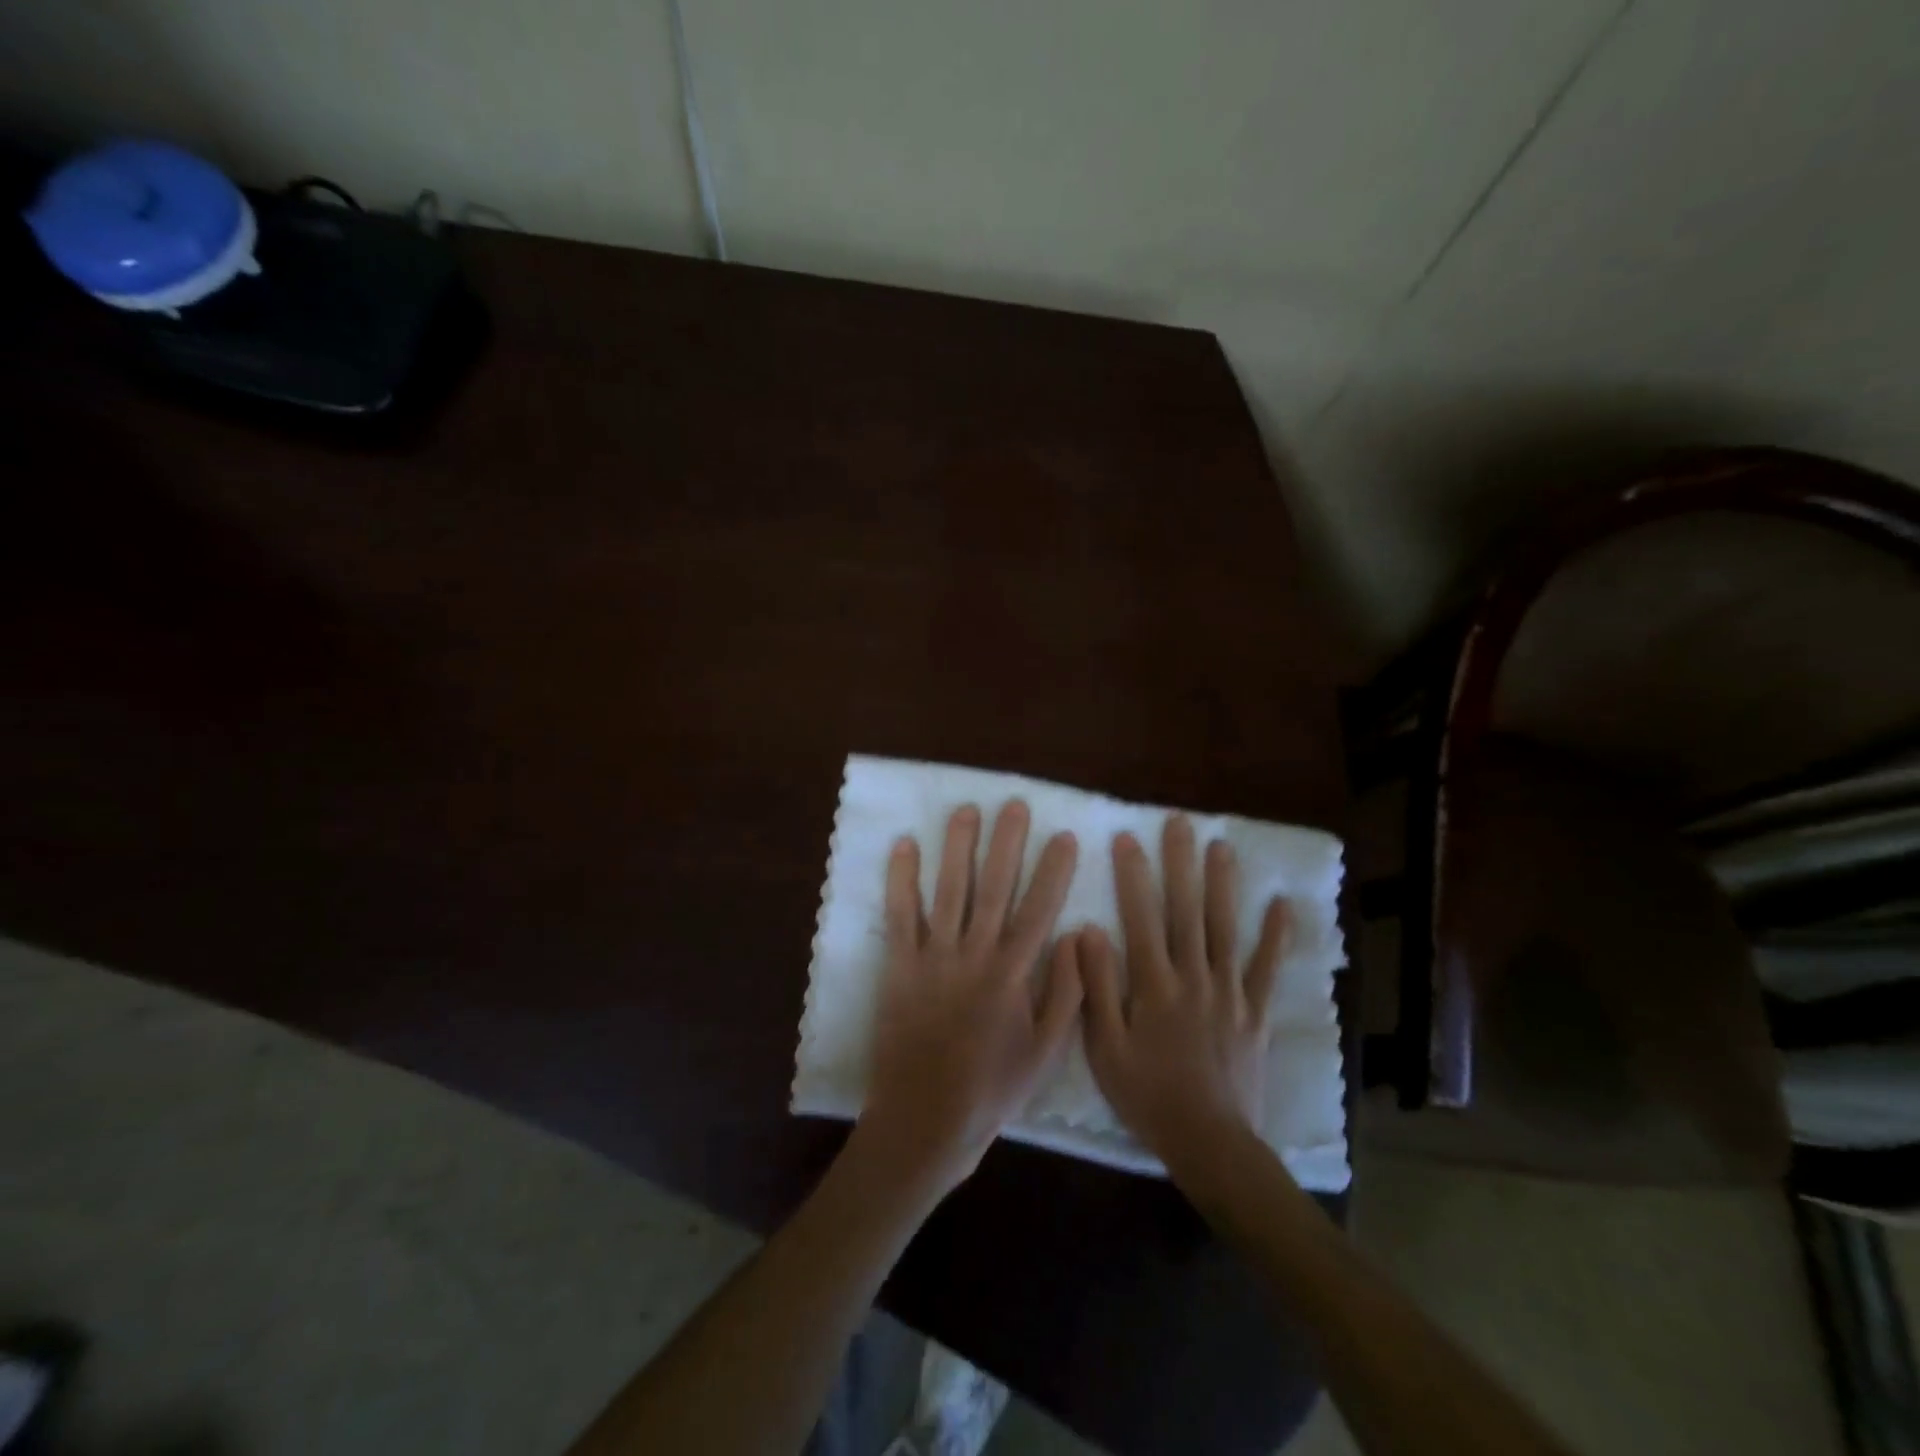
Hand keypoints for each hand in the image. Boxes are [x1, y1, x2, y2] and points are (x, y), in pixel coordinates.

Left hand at [858, 801, 1081, 1194]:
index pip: (1039, 910)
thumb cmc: (991, 1089)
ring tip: (966, 810)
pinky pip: (900, 914)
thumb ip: (1064, 993)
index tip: (1064, 837)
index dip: (1053, 871)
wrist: (925, 1120)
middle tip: (1014, 805)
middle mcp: (974, 955)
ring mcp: (933, 957)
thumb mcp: (1045, 1052)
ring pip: (949, 890)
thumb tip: (1073, 937)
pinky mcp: (899, 966)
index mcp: (1013, 975)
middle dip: (1007, 843)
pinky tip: (904, 845)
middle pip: (995, 888)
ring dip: (958, 847)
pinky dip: (901, 878)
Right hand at [1074, 814, 1289, 1171]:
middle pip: (1186, 910)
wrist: (1209, 1142)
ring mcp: (1229, 991)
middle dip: (1181, 863)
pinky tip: (1281, 903)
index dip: (1133, 875)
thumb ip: (1097, 987)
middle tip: (1179, 823)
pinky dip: (1275, 935)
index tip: (1127, 837)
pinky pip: (1266, 967)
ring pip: (1225, 927)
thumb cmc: (1147, 1095)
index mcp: (1154, 985)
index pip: (1141, 917)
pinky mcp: (1255, 1010)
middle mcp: (1193, 977)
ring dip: (1223, 884)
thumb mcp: (1104, 1047)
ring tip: (1221, 845)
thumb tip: (1087, 931)